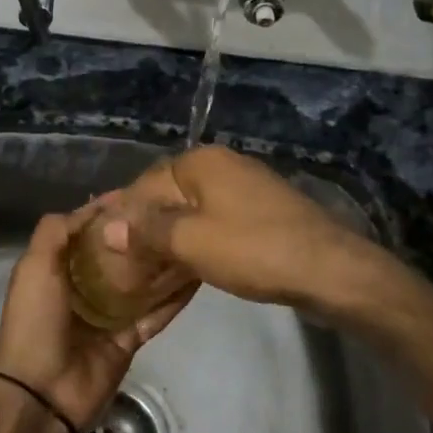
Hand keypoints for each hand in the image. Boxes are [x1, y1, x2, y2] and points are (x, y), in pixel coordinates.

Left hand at [0, 206, 193, 432]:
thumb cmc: (36, 320)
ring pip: (142, 282)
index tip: (143, 190)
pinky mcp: (129, 338)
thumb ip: (56, 231)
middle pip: (118, 254)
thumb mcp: (35, 266)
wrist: (41, 392)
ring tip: (192, 237)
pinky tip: (198, 277)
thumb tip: (92, 206)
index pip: (88, 231)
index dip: (111, 211)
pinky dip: (174, 299)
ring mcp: (109, 314)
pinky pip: (156, 314)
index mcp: (58, 267)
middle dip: (141, 235)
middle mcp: (84, 286)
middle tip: (175, 212)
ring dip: (162, 264)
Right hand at [99, 145, 390, 317]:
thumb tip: (108, 227)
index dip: (122, 215)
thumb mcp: (192, 242)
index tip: (103, 246)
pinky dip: (198, 240)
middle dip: (146, 226)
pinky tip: (187, 264)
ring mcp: (245, 186)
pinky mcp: (261, 210)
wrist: (329, 270)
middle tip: (123, 261)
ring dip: (171, 236)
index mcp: (201, 162)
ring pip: (192, 210)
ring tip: (148, 267)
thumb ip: (148, 231)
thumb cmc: (254, 250)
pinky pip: (216, 221)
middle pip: (168, 195)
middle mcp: (221, 164)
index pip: (144, 184)